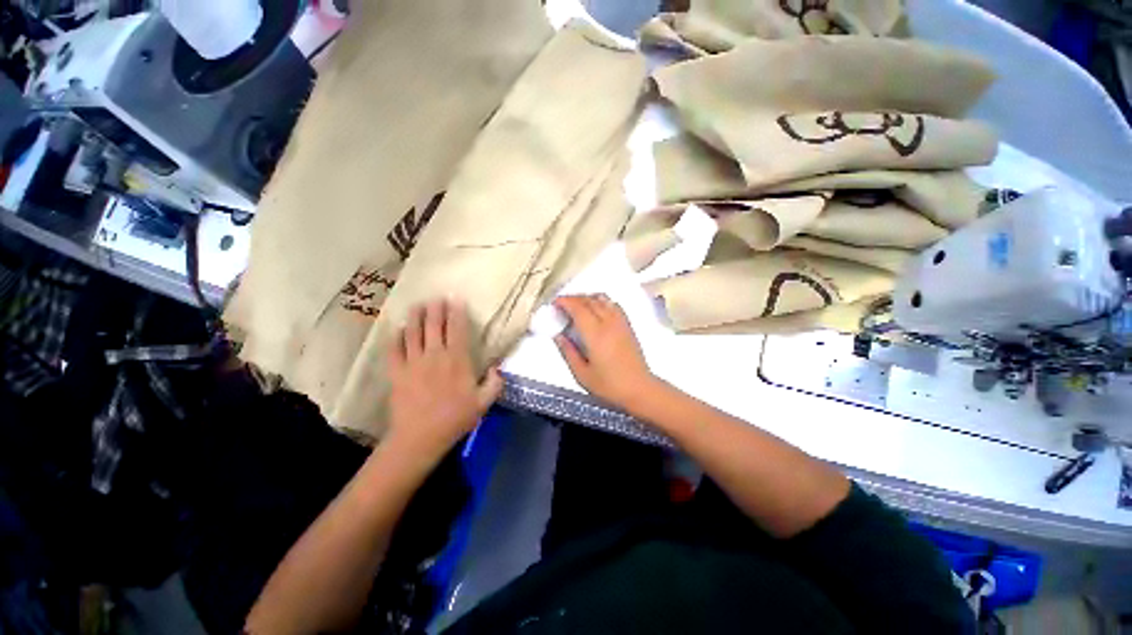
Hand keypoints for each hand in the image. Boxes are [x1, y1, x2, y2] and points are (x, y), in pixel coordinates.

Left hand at [386, 300, 502, 462]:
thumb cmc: (455, 418)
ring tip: (416, 305)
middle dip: (435, 308)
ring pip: (412, 332)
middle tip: (436, 297)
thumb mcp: (484, 402)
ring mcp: (413, 362)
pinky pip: (395, 349)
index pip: (456, 328)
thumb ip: (495, 382)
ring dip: (415, 316)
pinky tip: (397, 329)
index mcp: (457, 359)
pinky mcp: (397, 372)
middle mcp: (434, 355)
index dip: (456, 312)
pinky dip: (396, 337)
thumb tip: (498, 367)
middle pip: (433, 325)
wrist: (420, 437)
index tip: (455, 299)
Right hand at [553, 295, 657, 410]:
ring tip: (577, 305)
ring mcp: (620, 322)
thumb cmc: (609, 385)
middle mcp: (609, 323)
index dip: (565, 301)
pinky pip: (613, 305)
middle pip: (590, 300)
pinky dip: (601, 301)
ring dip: (587, 298)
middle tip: (562, 304)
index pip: (578, 308)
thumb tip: (558, 336)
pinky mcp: (628, 325)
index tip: (555, 303)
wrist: (639, 389)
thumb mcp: (582, 374)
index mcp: (595, 334)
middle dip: (574, 298)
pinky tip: (596, 309)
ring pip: (602, 299)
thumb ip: (568, 352)